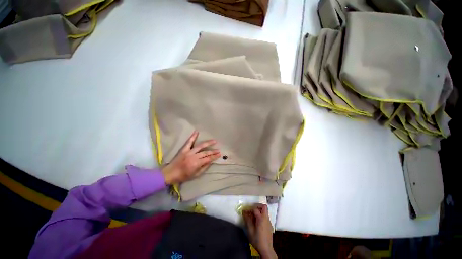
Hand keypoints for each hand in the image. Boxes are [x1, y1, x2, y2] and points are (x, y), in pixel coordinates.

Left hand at [162, 130, 220, 184]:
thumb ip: (203, 168)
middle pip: (205, 152)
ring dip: (207, 143)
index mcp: (196, 163)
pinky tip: (196, 131)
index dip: (214, 156)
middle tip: (218, 149)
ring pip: (200, 146)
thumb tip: (210, 161)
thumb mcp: (195, 175)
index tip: (219, 154)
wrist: (170, 173)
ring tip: (214, 140)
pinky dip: (193, 136)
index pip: (208, 158)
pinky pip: (189, 142)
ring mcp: (188, 152)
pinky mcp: (184, 149)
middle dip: (213, 151)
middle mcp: (193, 156)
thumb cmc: (183, 176)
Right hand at [243, 204, 276, 258]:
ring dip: (259, 211)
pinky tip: (257, 222)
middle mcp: (266, 218)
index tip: (245, 211)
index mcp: (261, 218)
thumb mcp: (250, 230)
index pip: (255, 209)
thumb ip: (247, 220)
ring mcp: (269, 222)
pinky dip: (261, 216)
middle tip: (252, 210)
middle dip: (258, 206)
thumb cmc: (257, 239)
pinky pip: (265, 217)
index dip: (249, 209)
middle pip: (264, 207)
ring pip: (265, 212)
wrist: (266, 249)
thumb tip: (244, 212)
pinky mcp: (269, 225)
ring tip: (253, 216)